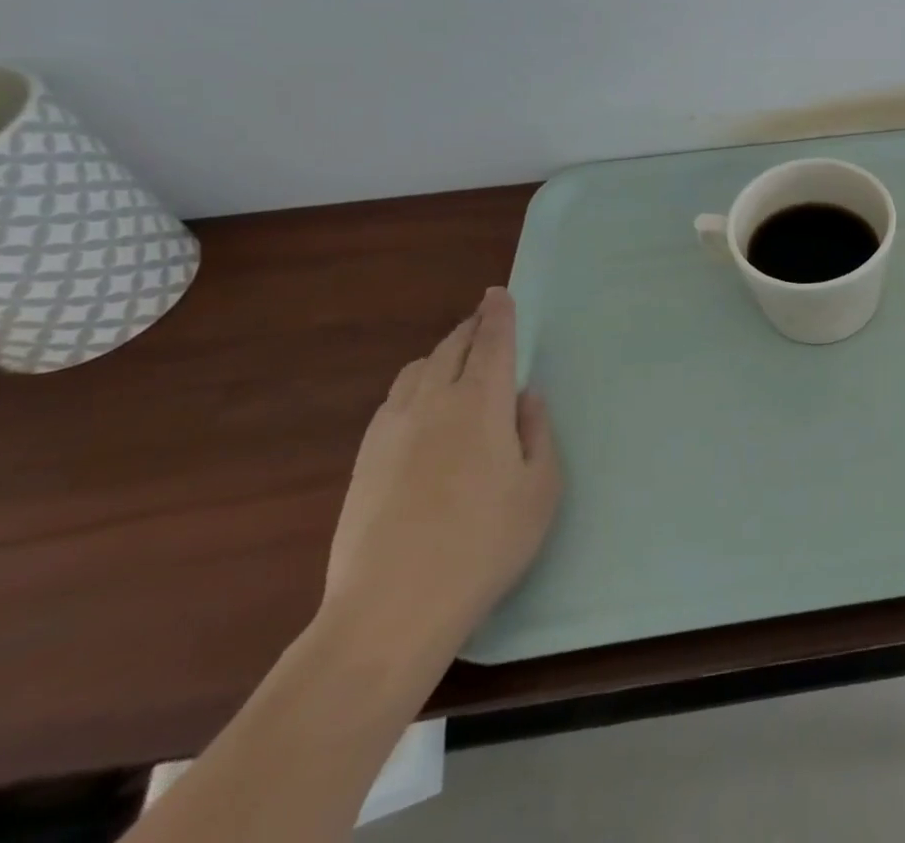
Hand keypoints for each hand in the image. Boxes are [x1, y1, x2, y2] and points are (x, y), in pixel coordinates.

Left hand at [320, 288, 561, 666]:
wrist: (391, 610)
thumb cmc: (484, 544)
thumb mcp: (540, 488)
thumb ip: (537, 433)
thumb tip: (526, 397)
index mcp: (481, 403)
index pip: (492, 342)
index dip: (498, 314)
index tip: (499, 293)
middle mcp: (433, 402)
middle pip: (451, 348)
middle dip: (471, 328)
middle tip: (485, 319)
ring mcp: (391, 431)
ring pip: (416, 370)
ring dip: (440, 354)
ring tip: (456, 359)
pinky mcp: (364, 461)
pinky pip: (393, 401)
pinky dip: (414, 385)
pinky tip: (421, 406)